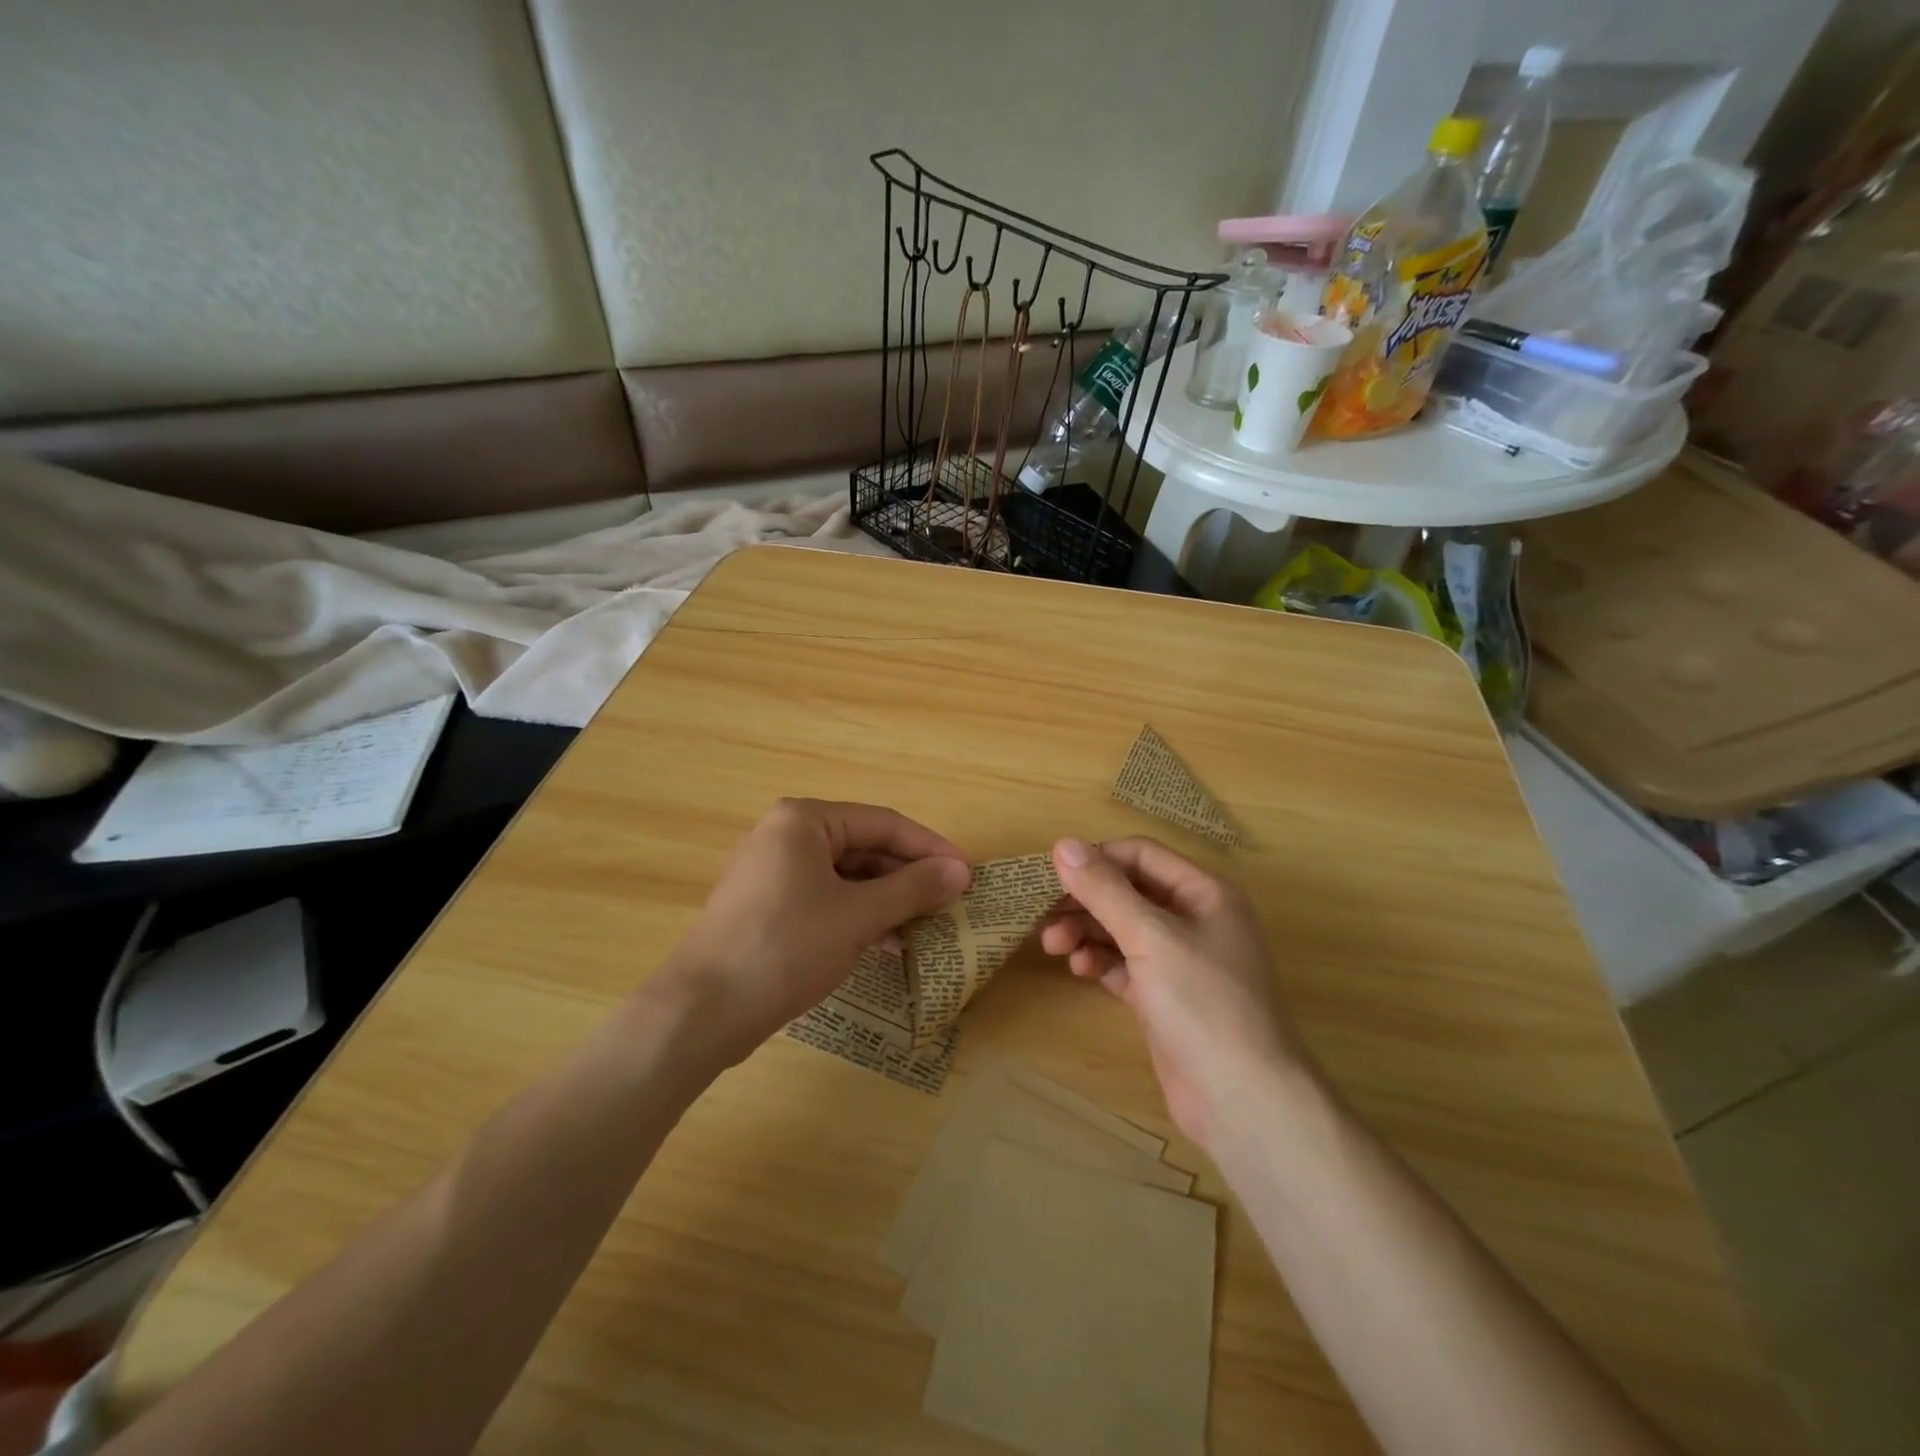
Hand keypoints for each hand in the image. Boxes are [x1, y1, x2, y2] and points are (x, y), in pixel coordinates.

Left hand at [659, 799, 970, 1064]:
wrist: (702, 1011)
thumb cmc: (785, 948)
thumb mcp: (858, 917)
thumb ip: (912, 889)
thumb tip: (961, 871)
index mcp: (805, 820)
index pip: (884, 823)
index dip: (931, 848)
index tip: (968, 873)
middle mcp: (787, 835)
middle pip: (865, 847)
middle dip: (909, 876)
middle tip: (951, 902)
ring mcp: (774, 871)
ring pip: (847, 876)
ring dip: (888, 899)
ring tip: (928, 925)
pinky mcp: (769, 906)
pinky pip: (827, 899)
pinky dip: (859, 916)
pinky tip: (889, 943)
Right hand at [1040, 836, 1306, 1150]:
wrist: (1244, 1100)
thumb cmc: (1203, 1003)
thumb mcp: (1151, 937)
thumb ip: (1105, 890)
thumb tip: (1063, 844)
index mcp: (1204, 892)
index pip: (1141, 855)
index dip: (1097, 859)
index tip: (1052, 875)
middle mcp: (1194, 919)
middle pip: (1128, 892)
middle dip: (1086, 901)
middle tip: (1043, 916)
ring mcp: (1180, 960)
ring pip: (1122, 930)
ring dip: (1086, 931)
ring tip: (1053, 945)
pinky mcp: (1164, 997)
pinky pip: (1124, 965)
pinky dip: (1100, 961)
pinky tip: (1079, 968)